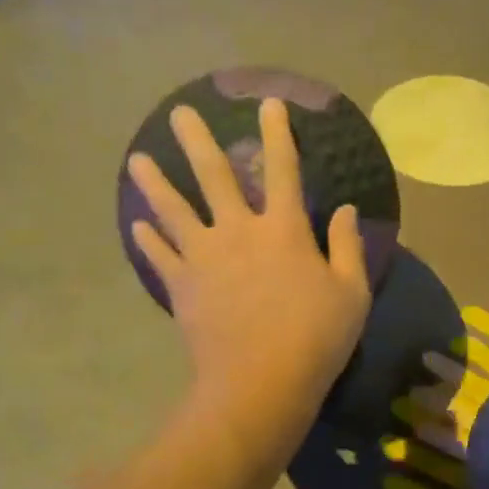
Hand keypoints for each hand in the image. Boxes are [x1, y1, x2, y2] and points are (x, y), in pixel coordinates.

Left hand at [128, 99, 371, 449]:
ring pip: (174, 209)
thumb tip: (345, 209)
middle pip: (214, 176)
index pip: (283, 170)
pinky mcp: (182, 287)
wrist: (260, 383)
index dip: (278, 135)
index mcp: (284, 229)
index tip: (269, 105)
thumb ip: (347, 247)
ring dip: (155, 182)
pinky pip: (161, 256)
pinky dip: (149, 239)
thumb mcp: (351, 293)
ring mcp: (204, 258)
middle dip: (197, 141)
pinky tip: (137, 224)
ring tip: (136, 158)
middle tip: (178, 113)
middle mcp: (239, 231)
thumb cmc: (316, 338)